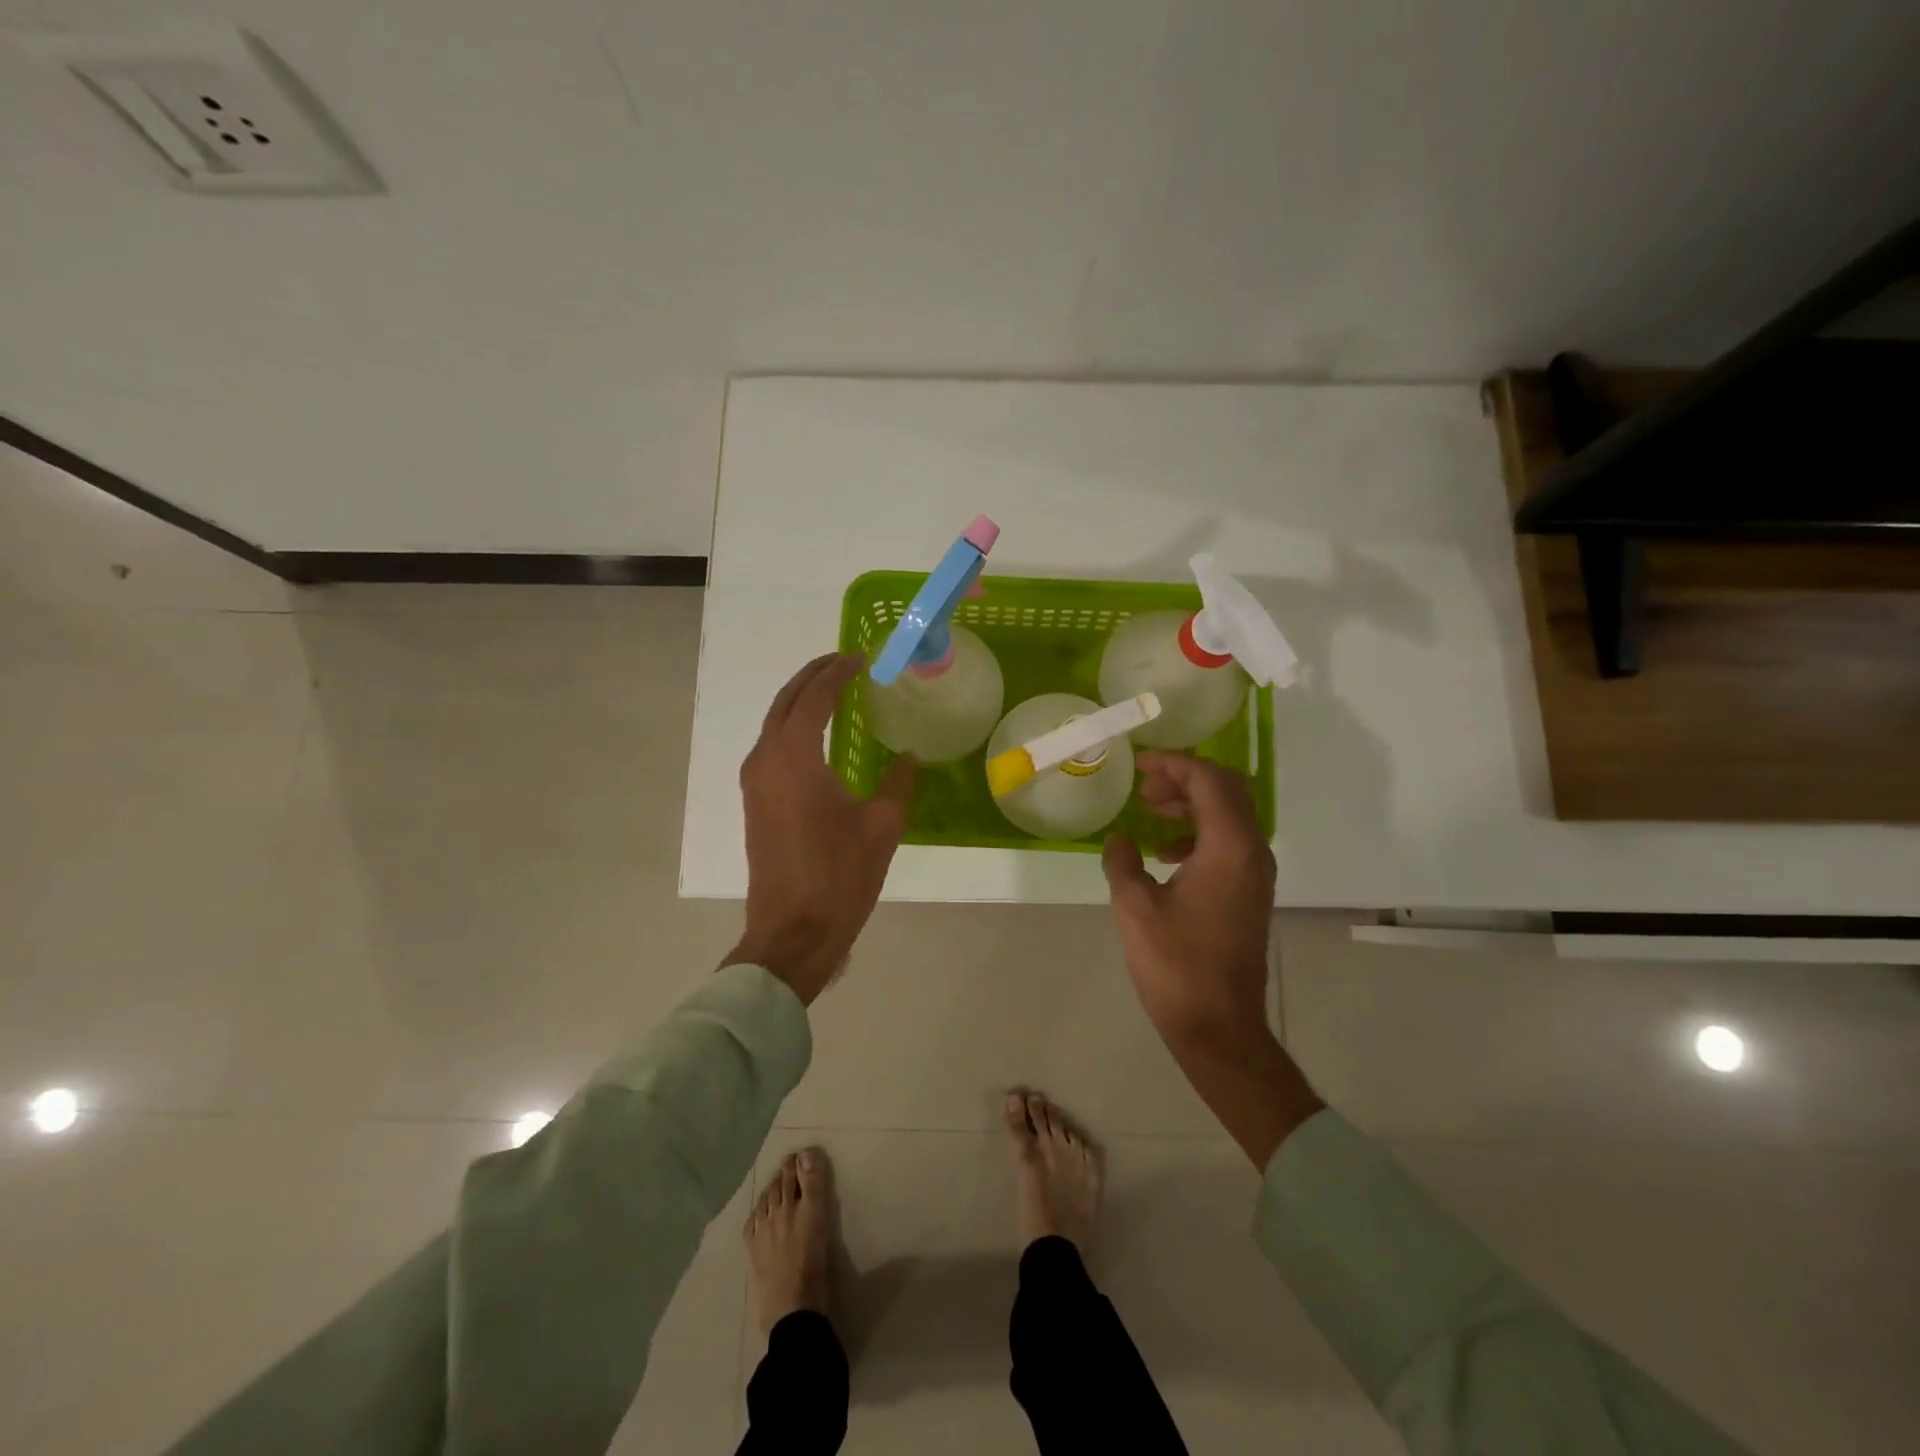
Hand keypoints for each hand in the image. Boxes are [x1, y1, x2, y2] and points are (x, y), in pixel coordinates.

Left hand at [725, 653, 916, 1004]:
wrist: (792, 933)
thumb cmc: (839, 877)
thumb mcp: (882, 826)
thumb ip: (898, 781)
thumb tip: (907, 756)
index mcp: (794, 758)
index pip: (814, 698)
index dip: (837, 673)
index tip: (860, 658)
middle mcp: (766, 760)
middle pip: (786, 702)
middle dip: (813, 677)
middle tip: (845, 663)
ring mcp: (755, 783)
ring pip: (775, 723)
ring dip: (801, 701)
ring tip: (835, 691)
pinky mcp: (755, 802)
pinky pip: (772, 747)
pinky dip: (794, 727)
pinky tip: (819, 736)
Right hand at [1102, 752, 1321, 1166]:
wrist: (1218, 1027)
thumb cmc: (1175, 964)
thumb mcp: (1135, 907)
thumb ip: (1123, 861)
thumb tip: (1119, 839)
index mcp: (1230, 846)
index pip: (1208, 780)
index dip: (1173, 764)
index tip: (1138, 763)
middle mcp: (1252, 851)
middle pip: (1227, 790)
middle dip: (1185, 778)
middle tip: (1144, 787)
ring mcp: (1255, 874)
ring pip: (1229, 815)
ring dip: (1191, 804)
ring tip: (1149, 813)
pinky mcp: (1248, 893)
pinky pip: (1227, 842)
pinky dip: (1197, 832)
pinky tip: (1164, 852)